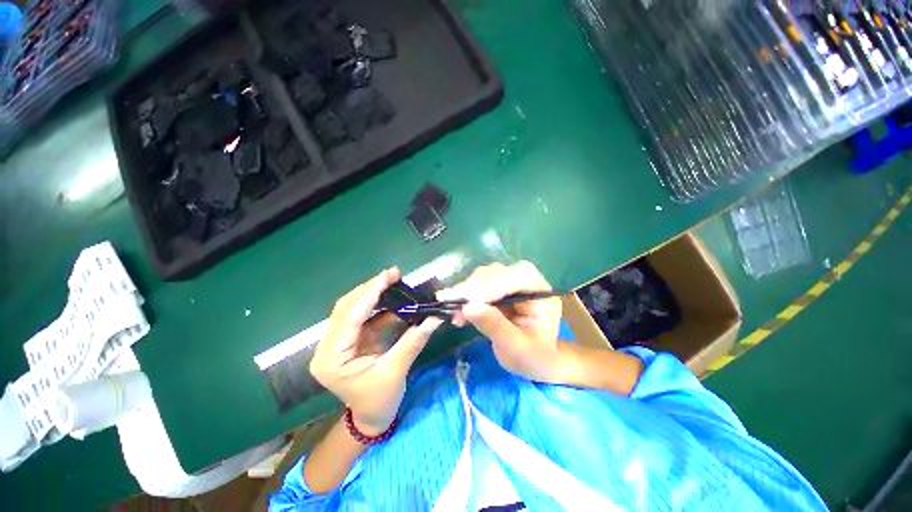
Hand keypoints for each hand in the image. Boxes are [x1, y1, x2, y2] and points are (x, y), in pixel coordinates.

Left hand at [310, 268, 442, 434]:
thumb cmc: (379, 401)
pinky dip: (376, 304)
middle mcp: (327, 348)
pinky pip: (361, 315)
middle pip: (346, 308)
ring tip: (392, 281)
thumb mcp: (396, 371)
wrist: (370, 418)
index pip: (349, 318)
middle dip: (370, 289)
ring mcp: (336, 343)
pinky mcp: (348, 340)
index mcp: (332, 360)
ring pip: (351, 308)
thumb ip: (413, 341)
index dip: (369, 294)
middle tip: (393, 275)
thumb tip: (434, 318)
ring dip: (372, 293)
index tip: (387, 276)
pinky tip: (390, 295)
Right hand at [438, 261, 564, 382]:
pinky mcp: (500, 285)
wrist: (536, 358)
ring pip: (484, 276)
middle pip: (496, 273)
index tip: (463, 303)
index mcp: (540, 291)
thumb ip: (494, 325)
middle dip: (473, 291)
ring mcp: (512, 280)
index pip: (513, 279)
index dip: (487, 289)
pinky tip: (459, 314)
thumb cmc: (532, 356)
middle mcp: (527, 279)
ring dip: (466, 294)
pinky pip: (479, 285)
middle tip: (453, 309)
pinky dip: (466, 297)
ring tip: (456, 316)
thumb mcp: (515, 347)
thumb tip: (468, 306)